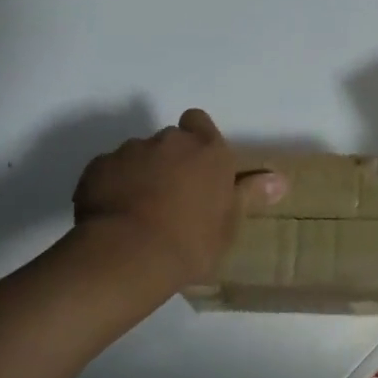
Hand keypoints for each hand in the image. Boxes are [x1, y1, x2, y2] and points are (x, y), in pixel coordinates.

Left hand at [73, 110, 286, 290]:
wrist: (129, 254)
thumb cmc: (191, 241)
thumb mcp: (229, 224)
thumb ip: (249, 194)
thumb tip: (280, 179)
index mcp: (207, 150)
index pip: (199, 122)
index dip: (197, 140)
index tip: (197, 167)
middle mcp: (169, 141)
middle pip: (169, 141)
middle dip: (169, 160)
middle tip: (171, 196)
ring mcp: (130, 151)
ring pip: (137, 155)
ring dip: (140, 173)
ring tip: (139, 211)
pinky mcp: (97, 167)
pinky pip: (108, 171)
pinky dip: (111, 186)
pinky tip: (113, 216)